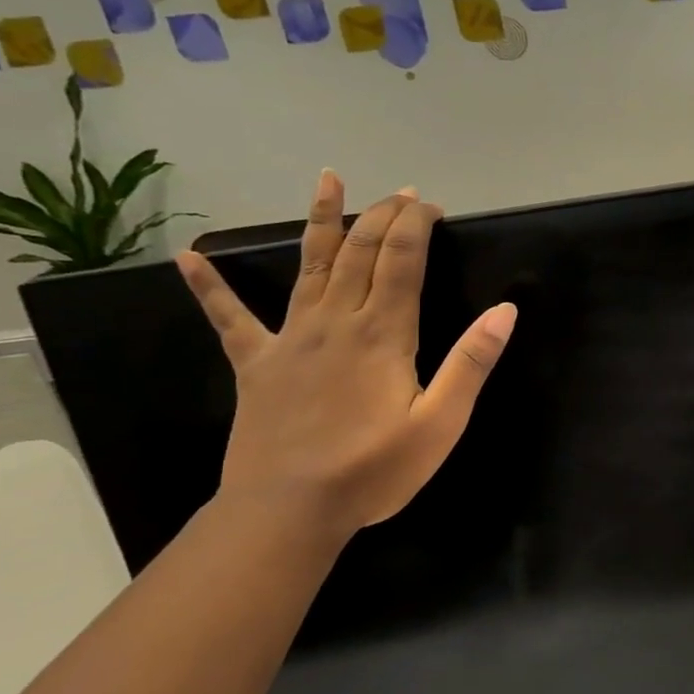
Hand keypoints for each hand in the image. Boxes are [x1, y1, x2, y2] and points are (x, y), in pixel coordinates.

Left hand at [175, 171, 516, 541]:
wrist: (288, 512)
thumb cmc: (373, 471)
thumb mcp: (441, 424)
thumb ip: (472, 363)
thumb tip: (505, 310)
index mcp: (383, 334)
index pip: (402, 261)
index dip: (416, 226)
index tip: (430, 205)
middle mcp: (336, 322)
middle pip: (360, 252)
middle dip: (384, 216)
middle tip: (402, 194)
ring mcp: (291, 340)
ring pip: (308, 266)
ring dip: (320, 220)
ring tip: (326, 180)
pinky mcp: (256, 365)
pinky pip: (230, 319)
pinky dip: (210, 287)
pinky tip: (188, 257)